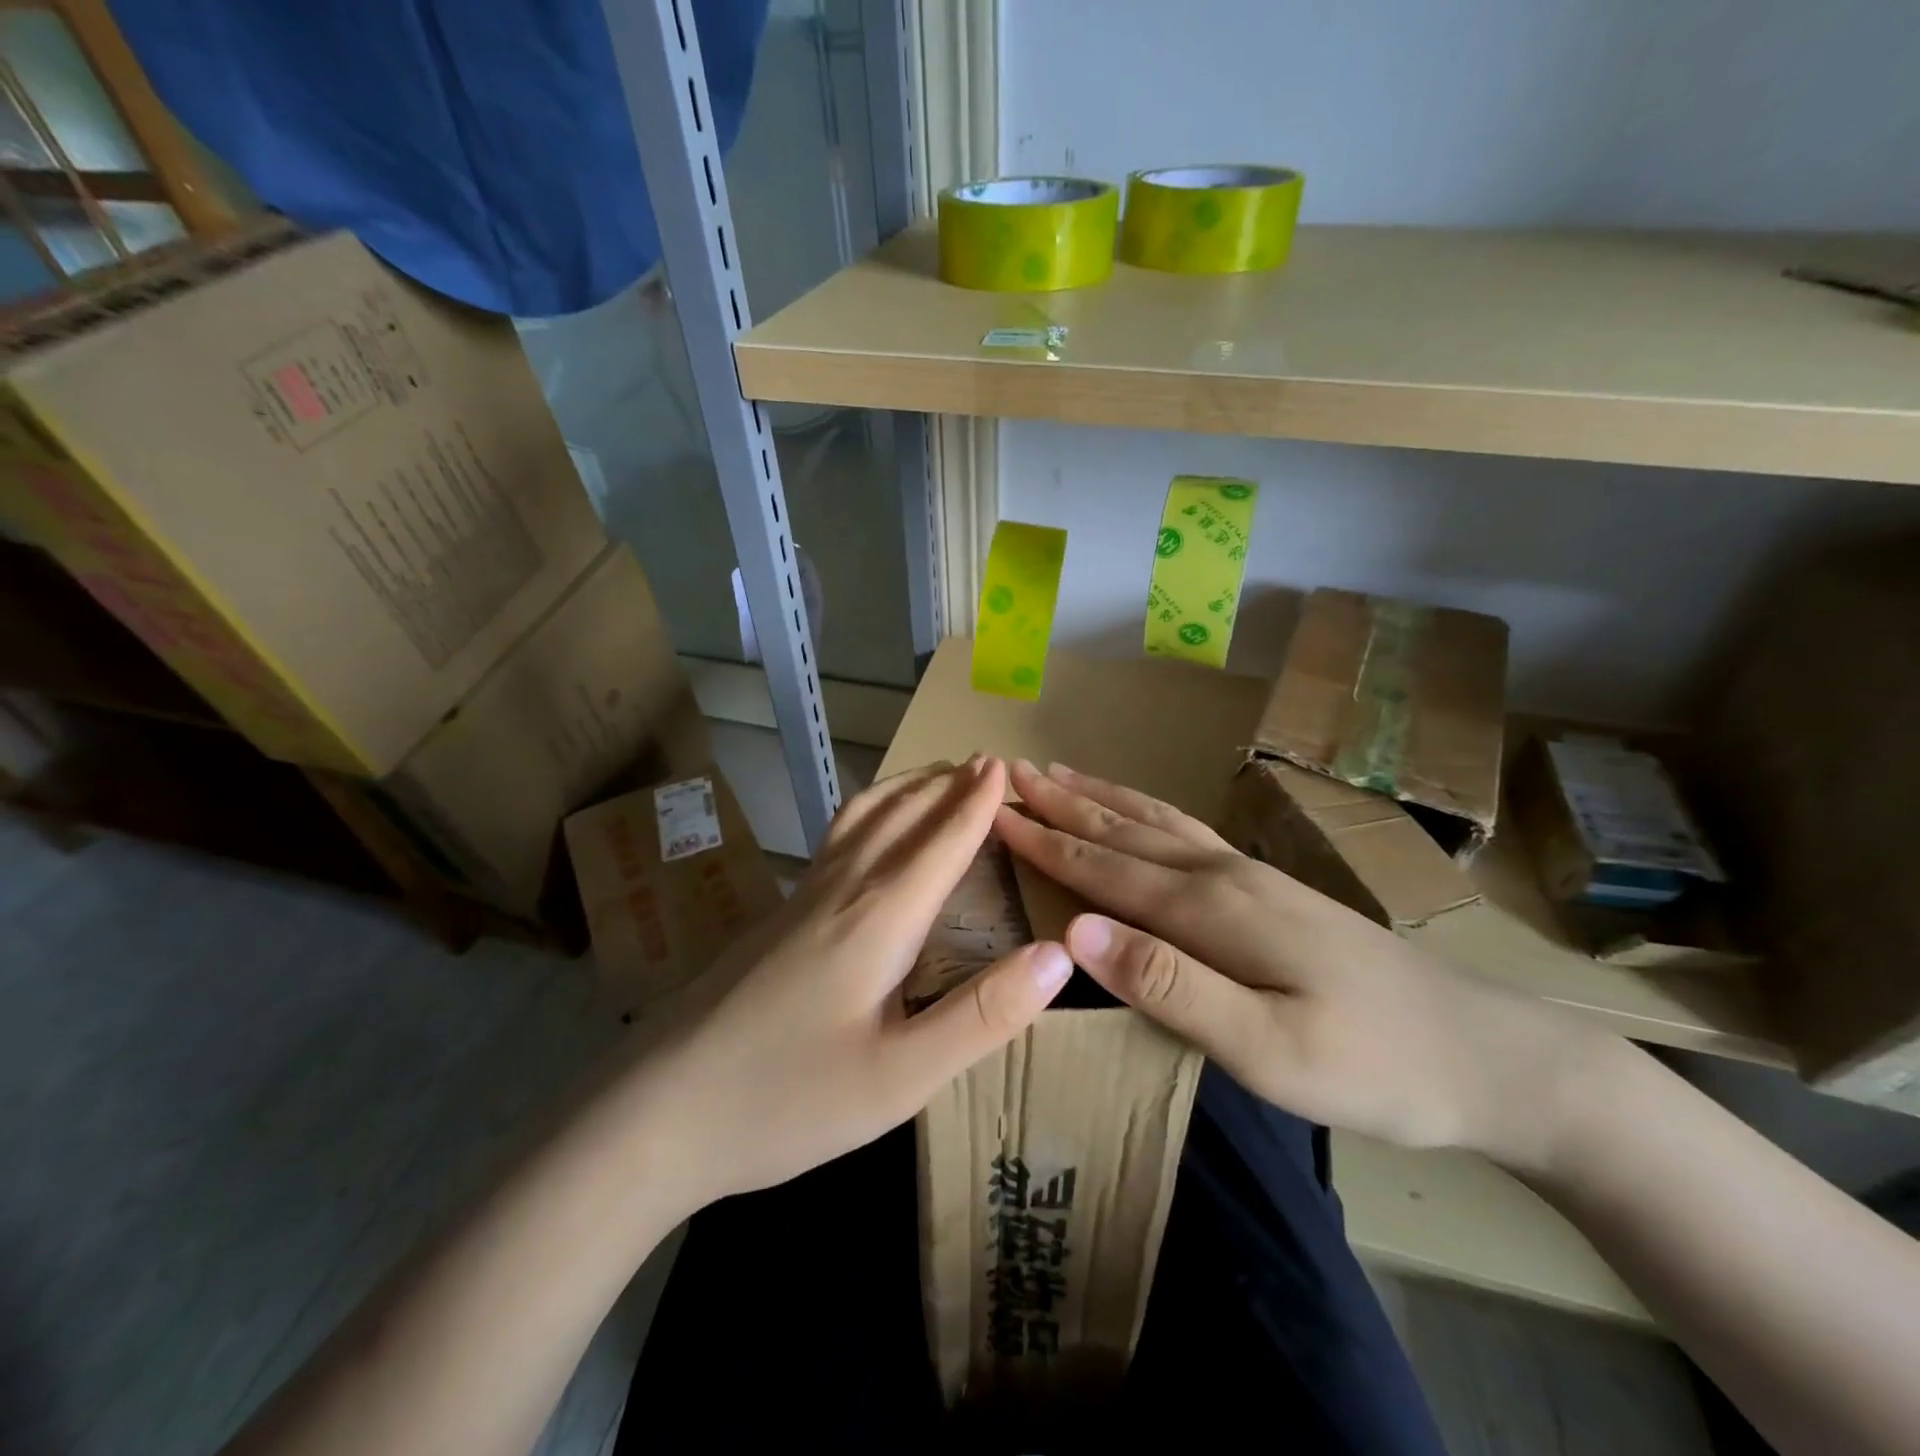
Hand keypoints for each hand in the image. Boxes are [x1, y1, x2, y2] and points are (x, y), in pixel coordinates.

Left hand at [626, 757, 1071, 1210]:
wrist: (656, 1111)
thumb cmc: (785, 1099)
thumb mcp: (900, 1078)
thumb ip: (983, 1014)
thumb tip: (1059, 953)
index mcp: (879, 918)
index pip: (942, 843)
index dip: (977, 805)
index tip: (1004, 766)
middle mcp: (842, 890)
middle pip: (902, 816)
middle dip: (946, 785)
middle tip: (983, 762)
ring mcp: (801, 899)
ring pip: (862, 819)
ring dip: (906, 790)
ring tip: (934, 778)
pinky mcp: (777, 916)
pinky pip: (838, 838)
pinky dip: (871, 812)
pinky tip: (867, 833)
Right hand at [994, 759, 1602, 1169]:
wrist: (1487, 1054)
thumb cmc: (1372, 1064)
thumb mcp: (1265, 1048)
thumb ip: (1167, 985)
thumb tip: (1077, 930)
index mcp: (1209, 909)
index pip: (1104, 868)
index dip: (1044, 841)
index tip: (992, 811)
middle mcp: (1222, 875)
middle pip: (1124, 829)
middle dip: (1062, 802)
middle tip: (1010, 772)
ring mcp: (1250, 876)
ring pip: (1155, 821)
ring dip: (1100, 797)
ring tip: (1058, 772)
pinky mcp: (1271, 888)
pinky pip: (1186, 832)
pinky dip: (1146, 811)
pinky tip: (1141, 811)